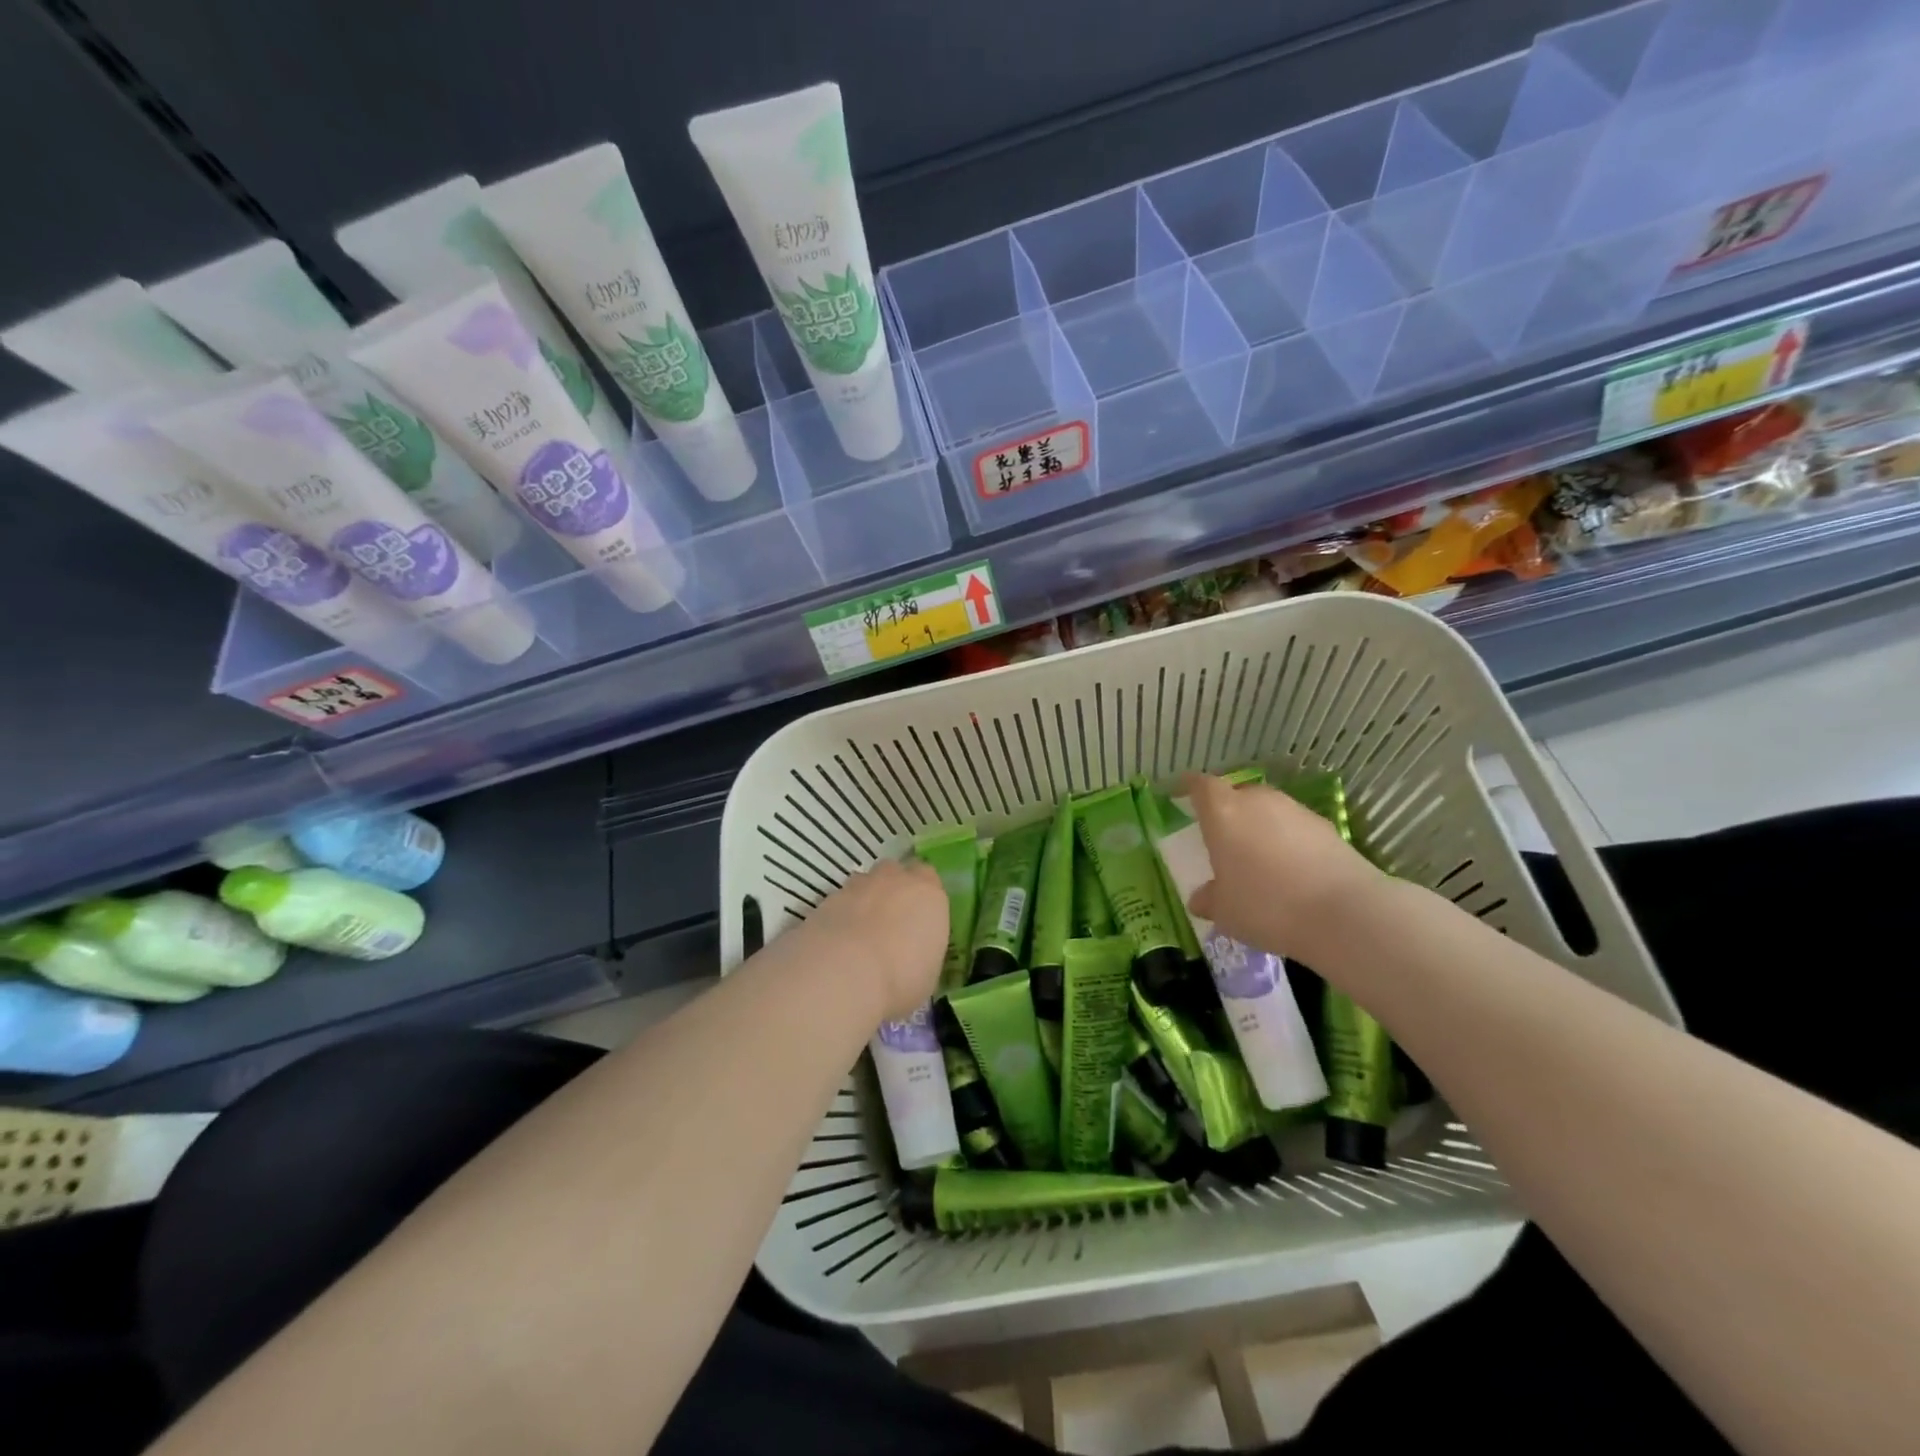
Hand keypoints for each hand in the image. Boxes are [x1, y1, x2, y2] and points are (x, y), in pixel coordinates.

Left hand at [797, 858, 948, 1023]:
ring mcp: (857, 886)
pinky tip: (837, 945)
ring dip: (864, 900)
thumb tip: (913, 957)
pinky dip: (839, 917)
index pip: (929, 878)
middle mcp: (894, 880)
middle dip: (893, 890)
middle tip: (891, 922)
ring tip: (861, 935)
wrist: (844, 974)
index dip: (923, 896)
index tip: (920, 918)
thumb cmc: (901, 978)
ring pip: (864, 883)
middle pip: (895, 873)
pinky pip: (838, 902)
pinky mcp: (826, 900)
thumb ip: (922, 952)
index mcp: (928, 894)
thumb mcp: (928, 974)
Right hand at [1181, 773, 1385, 966]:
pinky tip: (1292, 870)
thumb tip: (1201, 898)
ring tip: (1259, 858)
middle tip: (1223, 837)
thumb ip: (1209, 899)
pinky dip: (1288, 841)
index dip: (1190, 787)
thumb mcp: (1225, 911)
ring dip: (1260, 827)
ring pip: (1269, 810)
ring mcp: (1295, 811)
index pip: (1201, 785)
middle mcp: (1258, 801)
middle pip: (1237, 795)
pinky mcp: (1327, 827)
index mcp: (1223, 812)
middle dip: (1228, 811)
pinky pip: (1295, 828)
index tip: (1182, 793)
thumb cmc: (1266, 905)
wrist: (1343, 912)